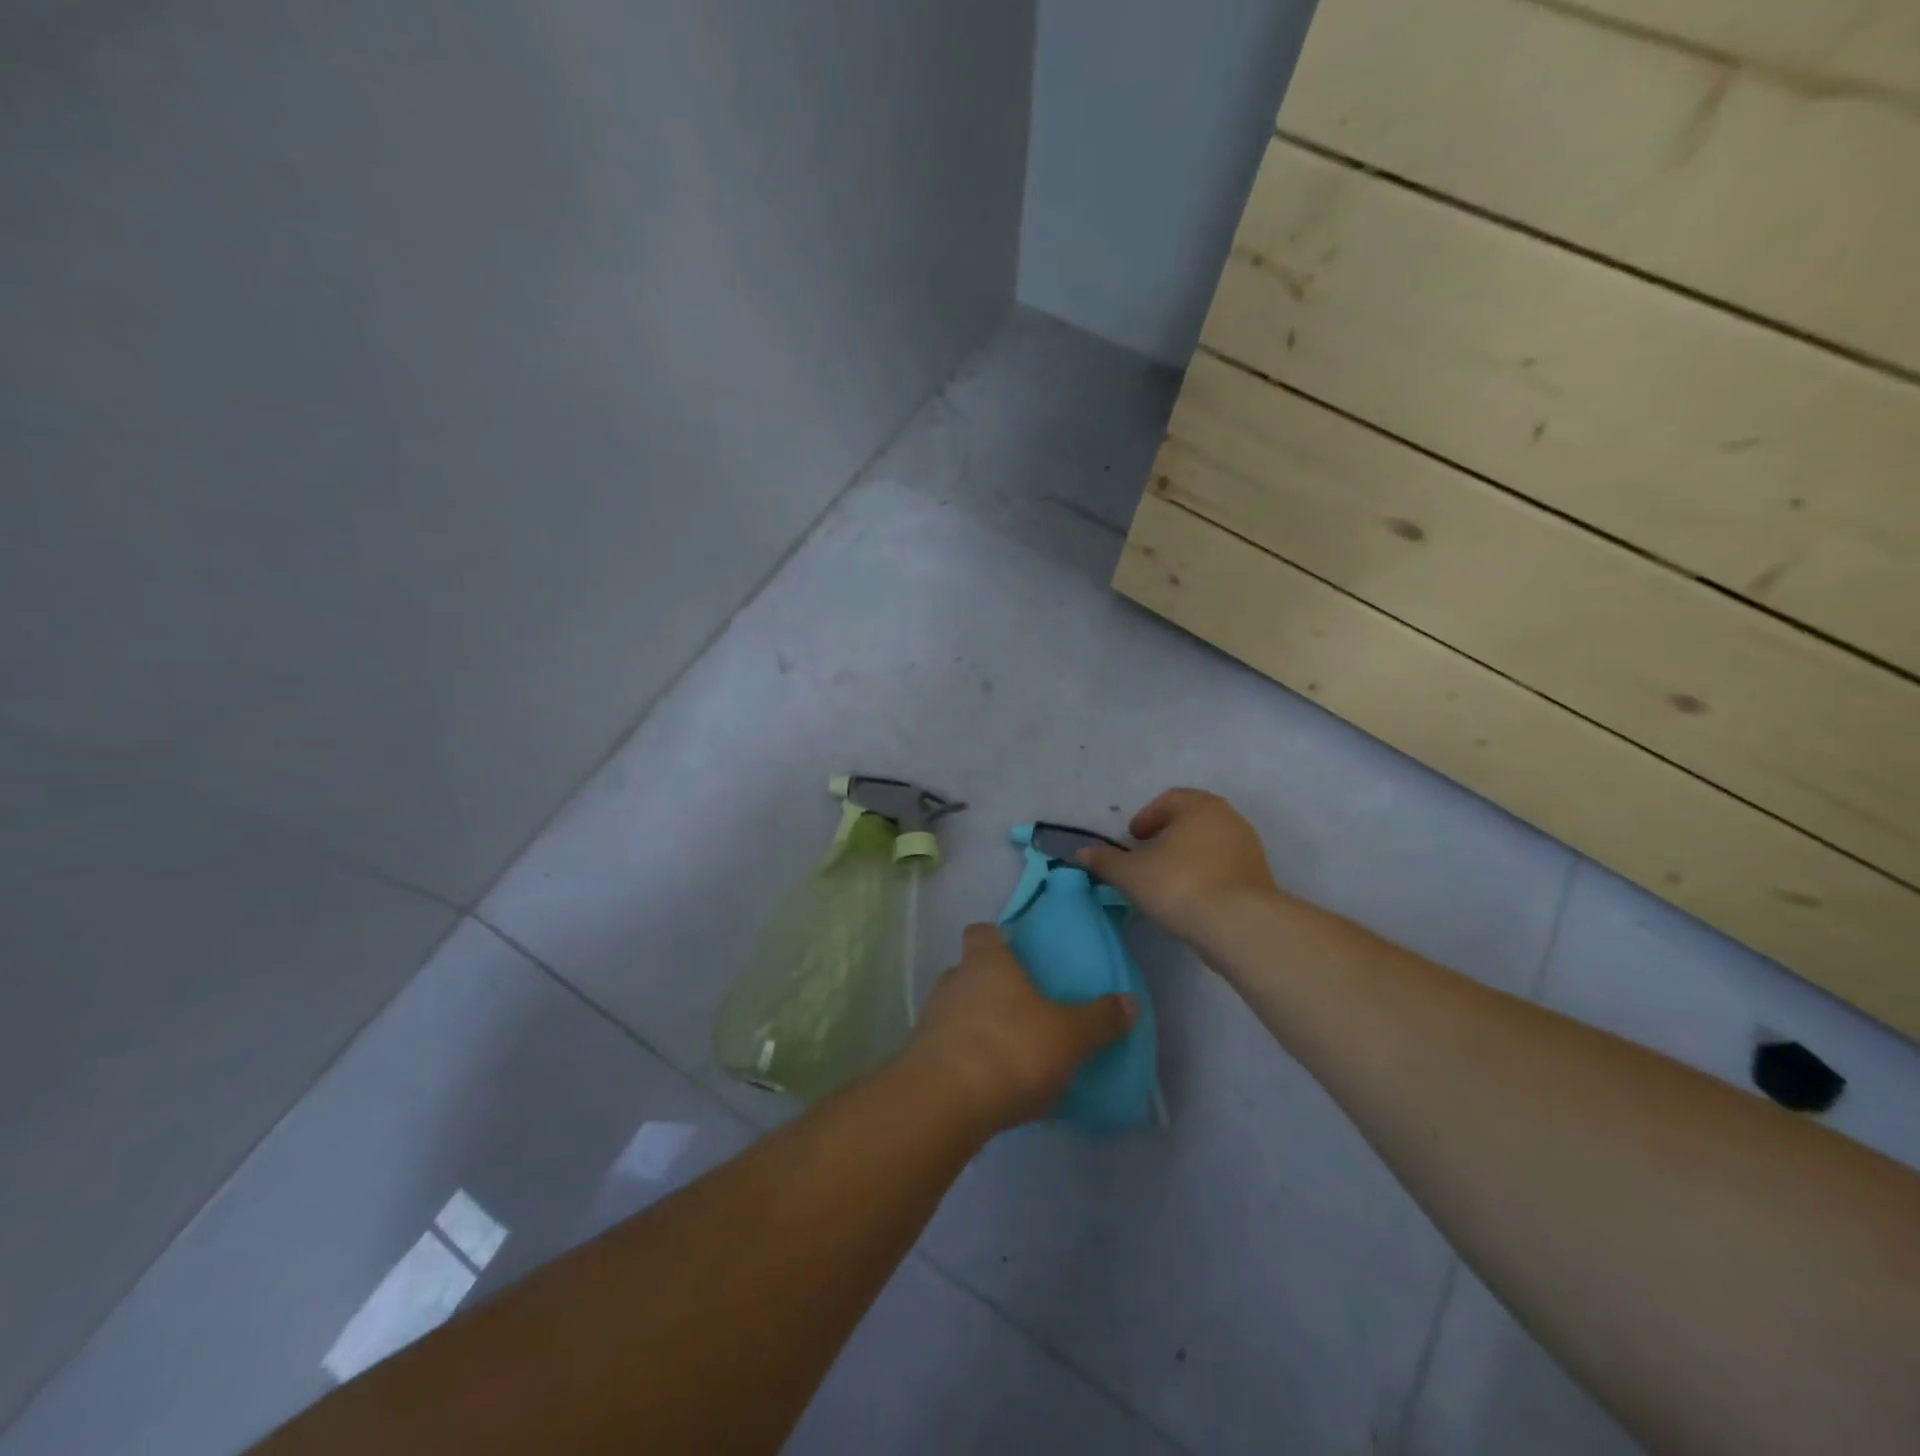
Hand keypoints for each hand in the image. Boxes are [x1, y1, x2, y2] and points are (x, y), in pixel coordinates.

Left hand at [903, 923, 1134, 1135]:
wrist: (943, 1104)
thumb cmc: (1010, 1050)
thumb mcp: (1069, 1036)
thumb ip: (1099, 1020)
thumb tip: (1129, 1002)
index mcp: (986, 962)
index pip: (981, 932)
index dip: (996, 938)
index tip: (1016, 952)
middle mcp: (953, 981)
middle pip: (970, 972)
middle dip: (992, 987)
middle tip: (1024, 1009)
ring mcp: (931, 1020)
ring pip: (958, 1011)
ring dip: (979, 1025)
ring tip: (1011, 1051)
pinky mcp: (921, 1059)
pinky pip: (950, 1049)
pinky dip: (968, 1060)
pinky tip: (992, 1085)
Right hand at [1077, 788, 1278, 951]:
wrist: (1239, 925)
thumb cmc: (1179, 885)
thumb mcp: (1130, 874)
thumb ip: (1105, 861)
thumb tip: (1081, 853)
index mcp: (1199, 806)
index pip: (1168, 800)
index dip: (1146, 818)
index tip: (1133, 839)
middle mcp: (1228, 818)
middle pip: (1191, 819)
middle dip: (1167, 834)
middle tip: (1147, 855)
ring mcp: (1248, 847)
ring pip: (1209, 843)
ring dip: (1187, 855)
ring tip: (1167, 879)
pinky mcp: (1259, 876)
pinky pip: (1224, 866)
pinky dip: (1205, 873)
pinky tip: (1191, 896)